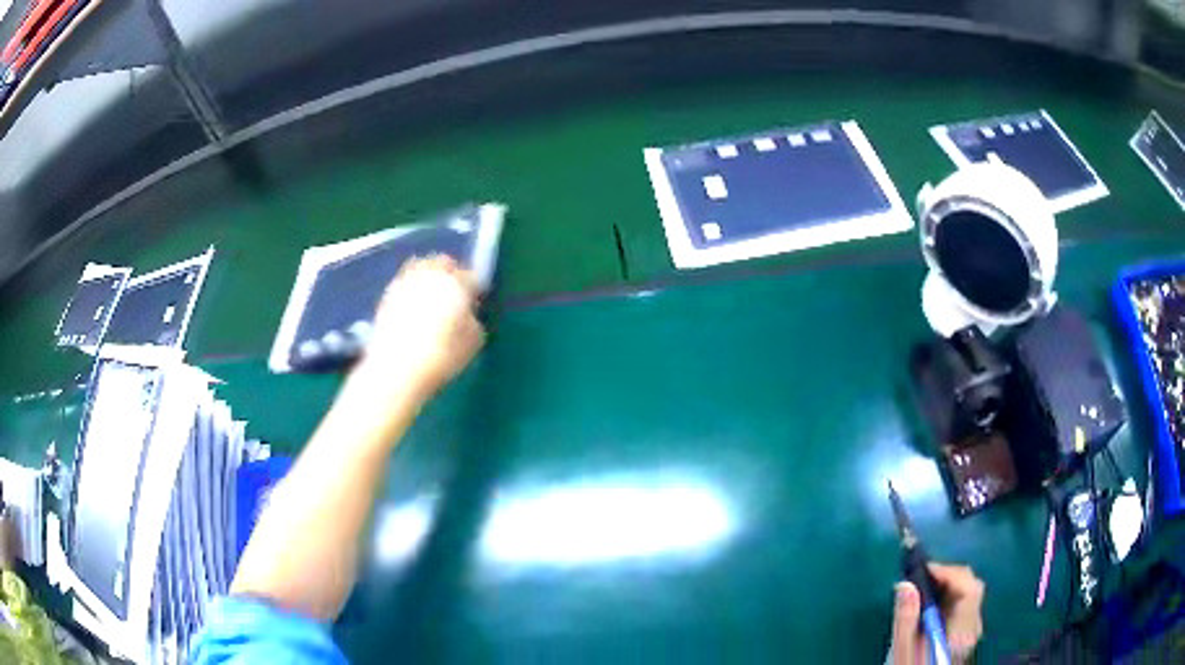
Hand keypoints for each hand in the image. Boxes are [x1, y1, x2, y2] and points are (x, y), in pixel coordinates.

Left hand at [349, 254, 484, 400]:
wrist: (396, 370)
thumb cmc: (442, 356)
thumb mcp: (474, 342)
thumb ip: (474, 319)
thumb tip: (467, 313)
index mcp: (455, 282)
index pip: (471, 276)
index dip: (475, 288)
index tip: (474, 302)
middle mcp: (429, 274)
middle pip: (443, 262)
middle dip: (450, 273)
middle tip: (453, 294)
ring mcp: (405, 282)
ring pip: (420, 268)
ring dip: (428, 278)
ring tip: (430, 300)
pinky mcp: (386, 296)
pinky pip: (404, 283)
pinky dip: (411, 290)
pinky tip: (413, 311)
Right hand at [891, 563, 984, 663]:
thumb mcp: (903, 650)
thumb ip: (906, 619)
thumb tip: (905, 584)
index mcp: (963, 629)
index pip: (969, 587)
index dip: (949, 572)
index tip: (922, 570)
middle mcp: (973, 626)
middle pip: (971, 587)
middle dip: (947, 576)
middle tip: (919, 579)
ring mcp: (971, 631)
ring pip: (968, 595)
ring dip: (947, 586)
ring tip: (920, 592)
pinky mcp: (964, 635)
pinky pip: (963, 606)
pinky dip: (948, 598)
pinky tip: (929, 608)